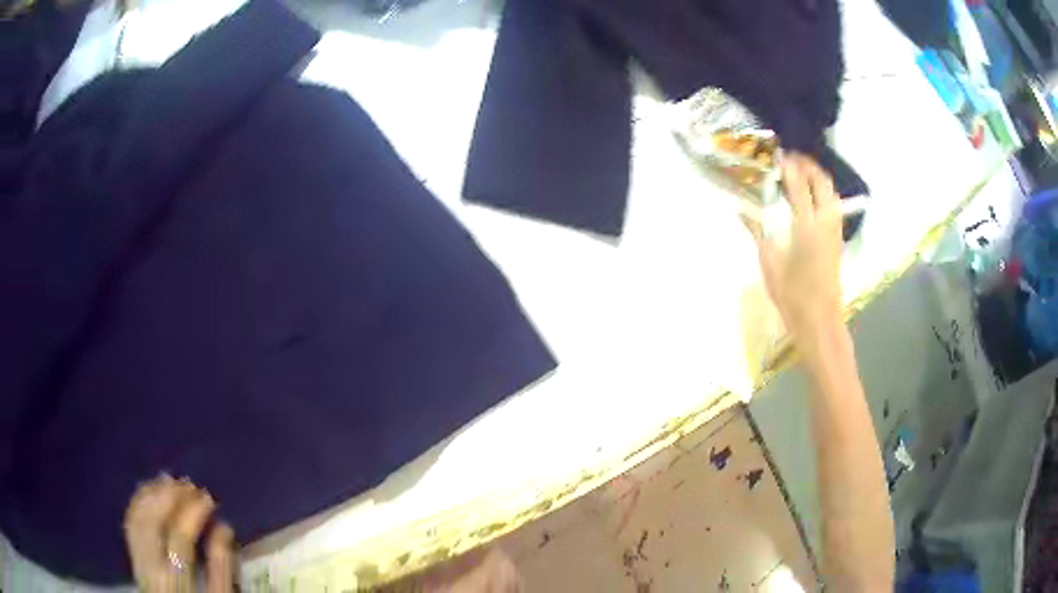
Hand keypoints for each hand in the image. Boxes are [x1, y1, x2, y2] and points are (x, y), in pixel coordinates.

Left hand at [124, 474, 236, 591]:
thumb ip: (222, 567)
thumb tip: (224, 527)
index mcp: (176, 579)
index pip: (180, 538)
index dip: (193, 513)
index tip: (208, 497)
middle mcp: (151, 567)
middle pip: (153, 523)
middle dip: (170, 497)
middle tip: (189, 484)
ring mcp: (138, 561)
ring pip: (138, 519)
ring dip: (152, 495)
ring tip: (170, 481)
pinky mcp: (133, 557)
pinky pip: (130, 525)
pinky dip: (139, 504)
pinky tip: (151, 491)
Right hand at [752, 153, 843, 341]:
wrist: (820, 319)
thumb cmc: (792, 295)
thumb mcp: (769, 263)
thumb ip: (757, 232)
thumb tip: (740, 209)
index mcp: (806, 226)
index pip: (799, 185)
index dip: (789, 167)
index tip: (778, 154)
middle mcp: (824, 222)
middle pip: (821, 182)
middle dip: (808, 165)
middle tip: (791, 159)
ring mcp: (834, 230)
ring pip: (831, 192)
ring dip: (818, 177)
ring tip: (802, 173)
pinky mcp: (837, 239)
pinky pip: (834, 205)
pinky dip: (824, 192)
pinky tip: (812, 196)